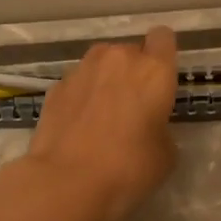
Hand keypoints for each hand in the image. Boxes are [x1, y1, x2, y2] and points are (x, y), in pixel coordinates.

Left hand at [23, 26, 179, 220]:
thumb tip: (148, 126)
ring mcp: (82, 70)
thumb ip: (161, 128)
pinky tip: (80, 126)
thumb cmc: (129, 167)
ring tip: (104, 115)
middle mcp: (118, 59)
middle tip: (134, 106)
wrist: (67, 182)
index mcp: (153, 70)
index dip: (163, 54)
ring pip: (102, 64)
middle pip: (131, 51)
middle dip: (134, 72)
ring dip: (106, 80)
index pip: (163, 38)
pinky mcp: (55, 87)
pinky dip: (82, 97)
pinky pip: (78, 83)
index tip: (162, 79)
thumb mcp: (165, 154)